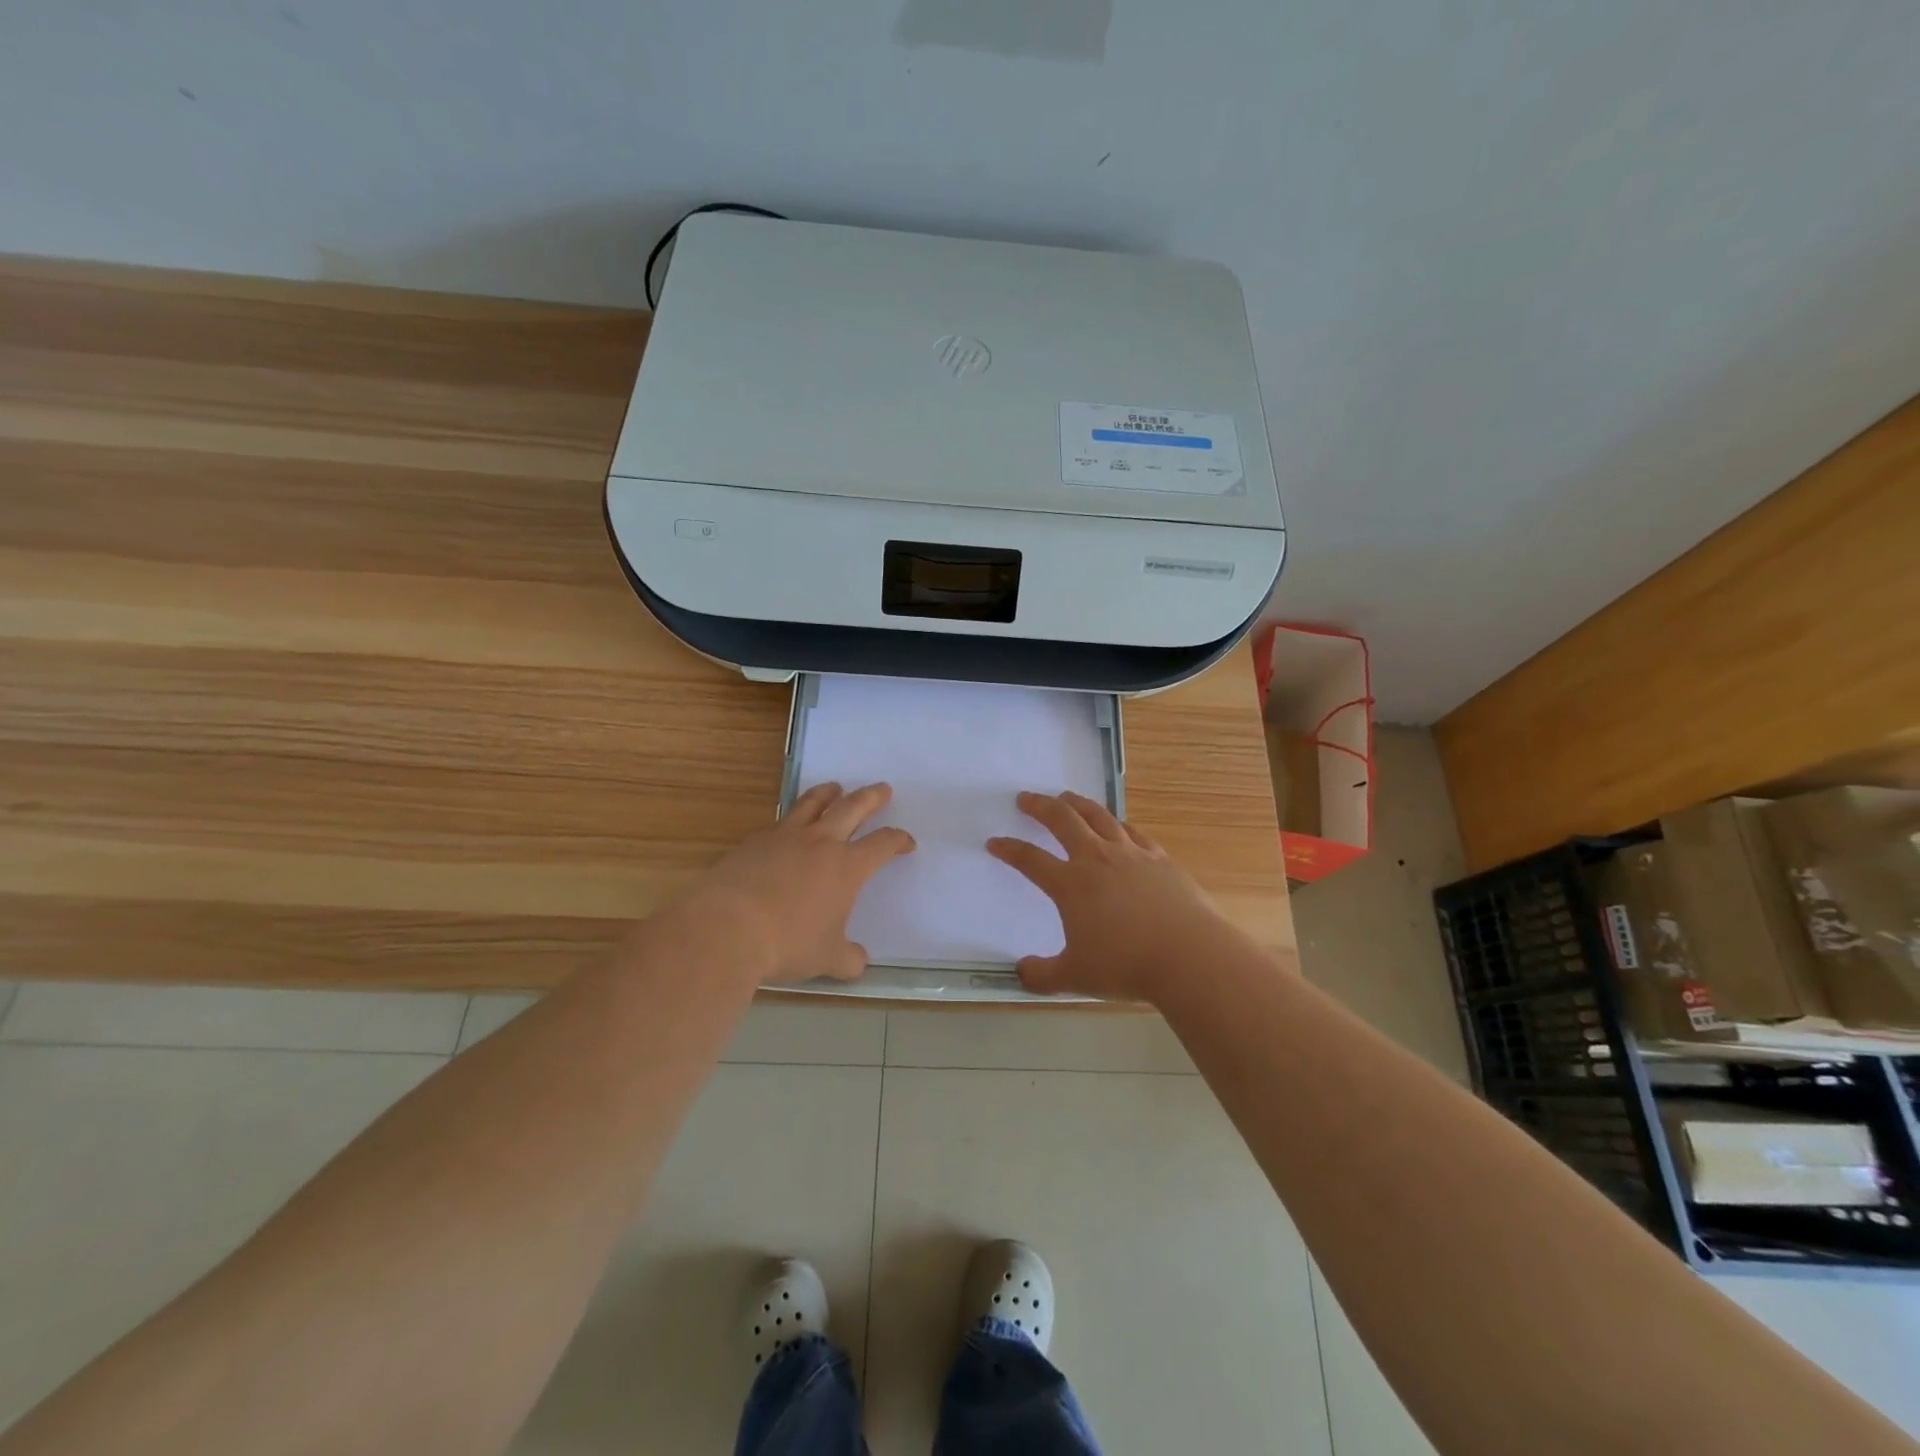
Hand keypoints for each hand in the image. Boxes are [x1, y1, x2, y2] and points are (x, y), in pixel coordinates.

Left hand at [687, 782, 914, 984]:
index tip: (906, 842)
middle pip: (852, 808)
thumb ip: (848, 958)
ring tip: (835, 788)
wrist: (727, 928)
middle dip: (871, 798)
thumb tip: (858, 962)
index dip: (898, 840)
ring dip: (828, 793)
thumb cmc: (787, 943)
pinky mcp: (753, 842)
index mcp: (847, 867)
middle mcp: (820, 843)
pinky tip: (787, 829)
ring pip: (812, 804)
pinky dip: (791, 819)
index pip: (882, 844)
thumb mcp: (826, 959)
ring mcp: (784, 837)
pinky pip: (779, 822)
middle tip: (882, 788)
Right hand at [987, 791, 1230, 1002]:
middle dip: (1040, 807)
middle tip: (1026, 798)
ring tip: (1066, 797)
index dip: (1009, 850)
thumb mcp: (1075, 977)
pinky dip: (1117, 823)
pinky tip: (1116, 825)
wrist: (1189, 955)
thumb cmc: (1126, 966)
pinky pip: (1132, 832)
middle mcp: (1097, 859)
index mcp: (1070, 884)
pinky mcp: (1159, 858)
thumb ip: (1042, 975)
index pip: (1030, 860)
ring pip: (1098, 816)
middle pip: (1063, 821)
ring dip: (1078, 804)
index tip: (995, 842)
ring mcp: (1130, 854)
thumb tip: (1021, 971)